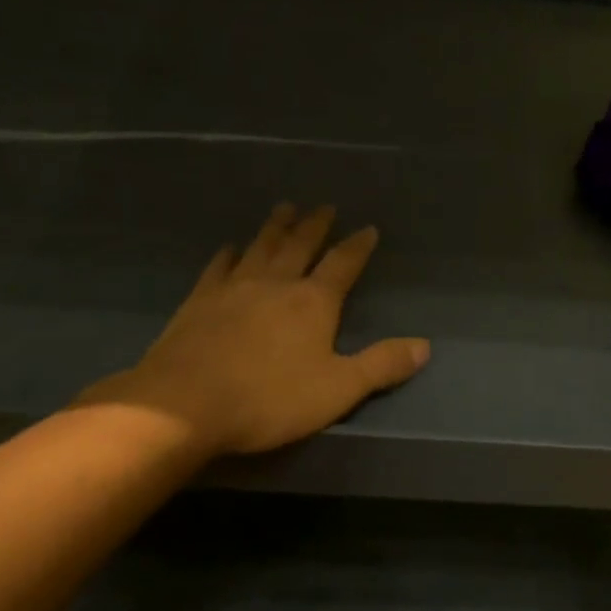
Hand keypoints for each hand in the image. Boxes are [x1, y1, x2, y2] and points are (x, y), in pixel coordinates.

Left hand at [77, 204, 429, 456]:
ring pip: (261, 247)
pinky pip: (219, 268)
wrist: (185, 404)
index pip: (343, 264)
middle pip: (300, 246)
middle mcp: (276, 284)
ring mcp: (233, 288)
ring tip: (284, 208)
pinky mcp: (199, 301)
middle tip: (324, 206)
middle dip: (315, 226)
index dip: (358, 246)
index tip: (368, 228)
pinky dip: (229, 254)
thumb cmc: (270, 398)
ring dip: (275, 227)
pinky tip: (230, 247)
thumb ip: (382, 365)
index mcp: (313, 302)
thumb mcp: (339, 389)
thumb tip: (425, 345)